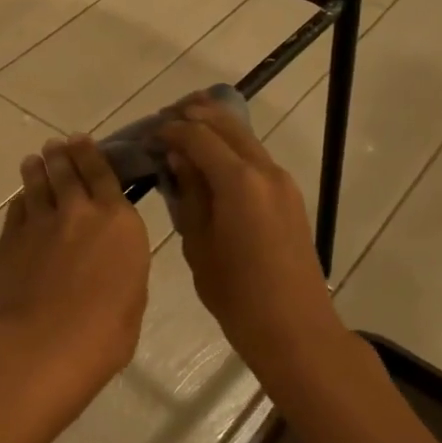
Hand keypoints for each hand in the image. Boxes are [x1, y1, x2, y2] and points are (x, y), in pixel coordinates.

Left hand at [0, 136, 150, 425]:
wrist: (44, 342)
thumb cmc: (104, 332)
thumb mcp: (131, 295)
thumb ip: (119, 264)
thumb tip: (107, 258)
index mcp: (118, 222)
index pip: (104, 174)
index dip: (91, 154)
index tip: (81, 141)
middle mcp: (79, 212)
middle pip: (68, 172)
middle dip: (62, 155)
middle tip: (56, 146)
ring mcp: (40, 222)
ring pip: (37, 184)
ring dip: (36, 169)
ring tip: (33, 161)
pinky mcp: (10, 238)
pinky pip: (17, 210)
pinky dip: (21, 201)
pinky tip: (21, 199)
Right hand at [156, 95, 345, 368]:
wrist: (294, 327)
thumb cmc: (236, 294)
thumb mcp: (198, 243)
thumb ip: (189, 194)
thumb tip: (178, 158)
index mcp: (239, 182)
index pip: (198, 136)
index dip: (170, 130)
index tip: (148, 135)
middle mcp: (265, 170)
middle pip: (226, 124)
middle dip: (194, 115)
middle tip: (164, 121)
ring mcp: (282, 181)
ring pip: (244, 136)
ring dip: (214, 128)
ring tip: (183, 131)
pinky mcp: (289, 195)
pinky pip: (255, 156)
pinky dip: (230, 147)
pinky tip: (210, 159)